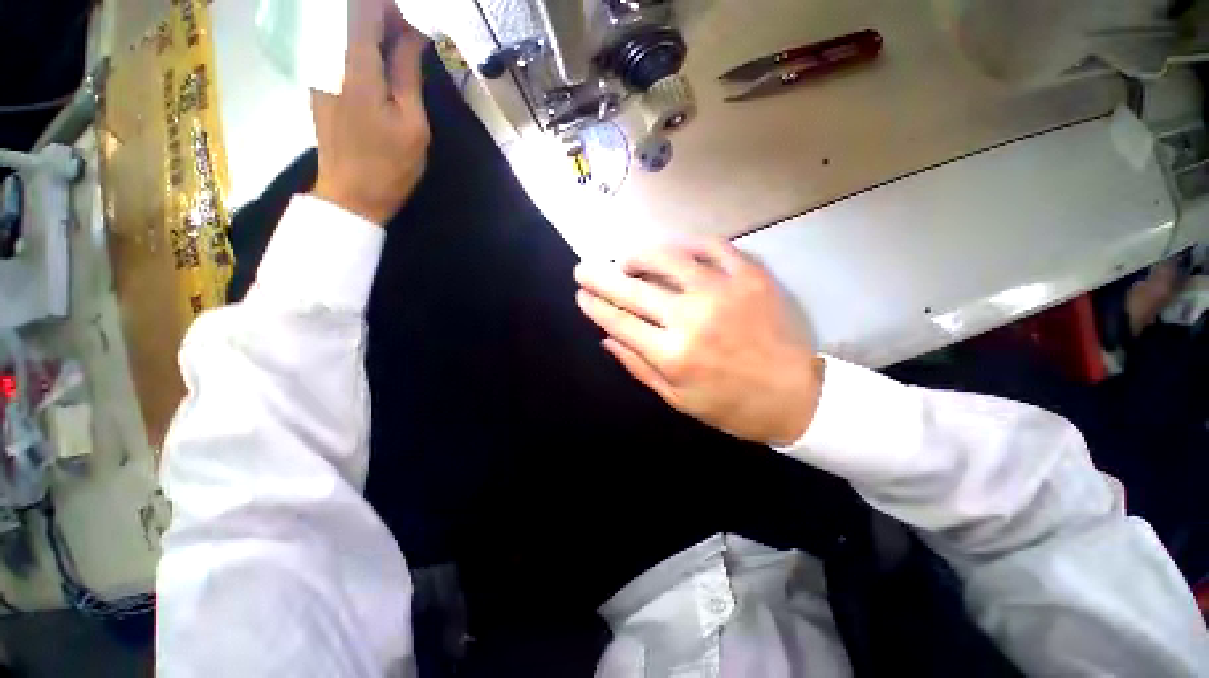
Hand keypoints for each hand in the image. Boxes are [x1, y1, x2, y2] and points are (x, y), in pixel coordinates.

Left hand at [310, 0, 429, 224]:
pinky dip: (360, 43)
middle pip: (348, 13)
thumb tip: (413, 33)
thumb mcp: (412, 123)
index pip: (364, 9)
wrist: (351, 195)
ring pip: (342, 27)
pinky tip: (381, 61)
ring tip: (401, 46)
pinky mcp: (319, 82)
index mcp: (356, 67)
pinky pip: (337, 45)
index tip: (413, 16)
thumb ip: (407, 73)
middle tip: (411, 32)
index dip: (388, 6)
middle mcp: (329, 58)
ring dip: (372, 29)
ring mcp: (319, 70)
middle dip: (382, 14)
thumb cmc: (390, 164)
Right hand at [574, 238, 823, 445]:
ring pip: (668, 258)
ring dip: (639, 255)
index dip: (595, 306)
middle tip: (584, 269)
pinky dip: (686, 243)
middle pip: (633, 289)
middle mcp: (691, 319)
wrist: (792, 395)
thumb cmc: (729, 405)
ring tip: (627, 260)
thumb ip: (638, 366)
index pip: (619, 322)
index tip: (581, 295)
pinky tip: (672, 250)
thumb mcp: (676, 398)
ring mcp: (722, 292)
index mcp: (672, 355)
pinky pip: (712, 247)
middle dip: (601, 277)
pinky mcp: (749, 277)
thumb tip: (606, 339)